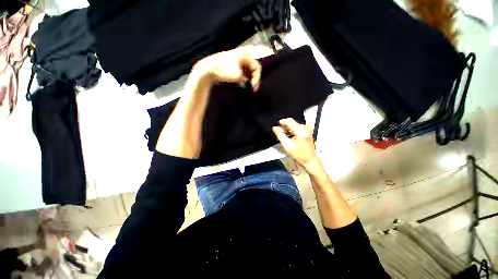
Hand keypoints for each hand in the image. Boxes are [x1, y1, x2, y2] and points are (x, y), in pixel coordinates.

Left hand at [191, 45, 268, 90]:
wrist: (208, 69)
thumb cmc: (224, 70)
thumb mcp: (238, 76)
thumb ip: (247, 80)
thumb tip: (249, 83)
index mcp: (246, 55)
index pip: (257, 67)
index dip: (257, 78)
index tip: (254, 87)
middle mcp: (243, 55)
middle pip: (253, 68)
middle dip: (253, 79)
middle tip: (252, 88)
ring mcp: (237, 59)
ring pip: (248, 70)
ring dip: (249, 79)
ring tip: (247, 86)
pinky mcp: (233, 64)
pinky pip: (242, 71)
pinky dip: (243, 77)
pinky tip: (241, 83)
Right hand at [272, 118, 322, 171]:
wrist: (309, 161)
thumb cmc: (298, 154)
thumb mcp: (287, 145)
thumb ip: (280, 135)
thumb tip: (275, 128)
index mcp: (301, 130)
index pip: (289, 121)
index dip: (281, 122)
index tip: (276, 126)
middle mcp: (305, 128)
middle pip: (292, 123)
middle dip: (284, 126)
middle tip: (279, 132)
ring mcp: (307, 130)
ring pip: (294, 126)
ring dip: (288, 129)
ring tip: (283, 135)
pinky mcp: (307, 133)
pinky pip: (298, 129)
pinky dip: (292, 132)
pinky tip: (289, 137)